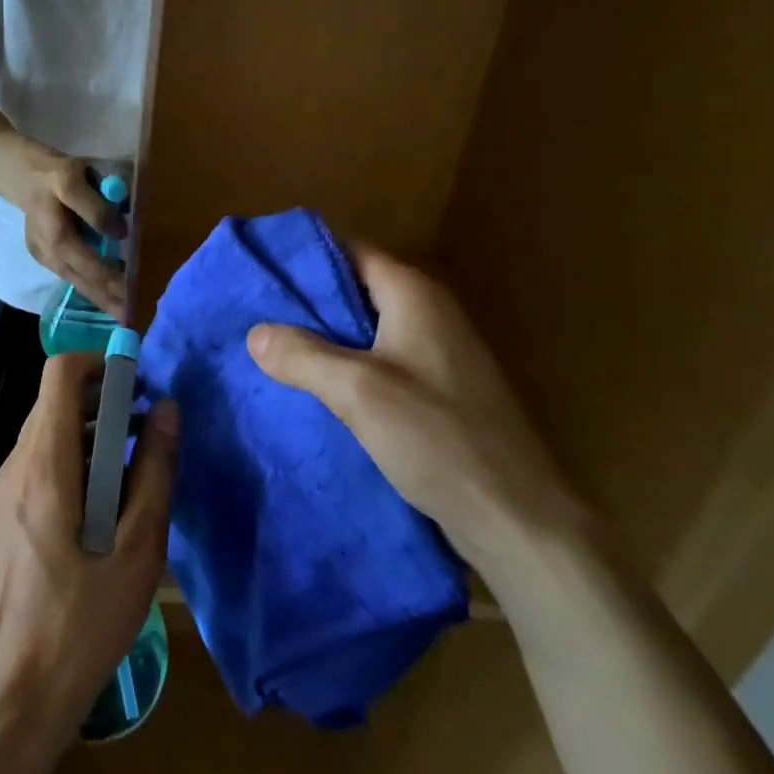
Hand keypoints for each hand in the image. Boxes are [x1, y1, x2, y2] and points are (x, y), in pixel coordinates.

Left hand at [0, 353, 179, 738]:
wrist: (15, 694)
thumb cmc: (82, 623)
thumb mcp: (137, 550)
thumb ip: (155, 472)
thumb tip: (168, 409)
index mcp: (44, 463)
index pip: (60, 372)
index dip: (100, 363)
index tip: (138, 384)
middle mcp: (16, 464)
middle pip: (55, 400)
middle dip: (103, 399)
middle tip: (147, 427)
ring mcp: (4, 490)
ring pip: (47, 431)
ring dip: (90, 432)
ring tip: (135, 465)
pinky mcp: (4, 514)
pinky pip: (39, 462)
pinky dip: (73, 459)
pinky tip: (103, 504)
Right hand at [13, 151, 127, 318]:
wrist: (16, 172)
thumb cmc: (49, 172)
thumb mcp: (72, 178)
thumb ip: (94, 207)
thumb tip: (120, 232)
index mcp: (57, 237)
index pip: (91, 267)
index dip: (113, 282)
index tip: (134, 296)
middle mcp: (49, 253)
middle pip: (83, 282)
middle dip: (107, 300)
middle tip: (132, 317)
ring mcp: (44, 256)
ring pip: (76, 282)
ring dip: (99, 298)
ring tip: (121, 312)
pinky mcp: (44, 254)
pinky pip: (71, 275)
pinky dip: (89, 286)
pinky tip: (104, 293)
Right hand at [246, 244, 587, 574]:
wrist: (520, 521)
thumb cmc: (438, 438)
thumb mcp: (357, 391)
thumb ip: (302, 355)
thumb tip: (254, 333)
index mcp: (414, 294)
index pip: (348, 251)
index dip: (303, 258)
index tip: (258, 270)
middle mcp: (429, 312)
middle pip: (354, 289)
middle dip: (306, 302)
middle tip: (253, 313)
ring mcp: (438, 354)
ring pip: (365, 330)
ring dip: (323, 338)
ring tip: (270, 349)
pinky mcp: (440, 392)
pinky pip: (380, 363)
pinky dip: (346, 367)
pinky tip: (313, 388)